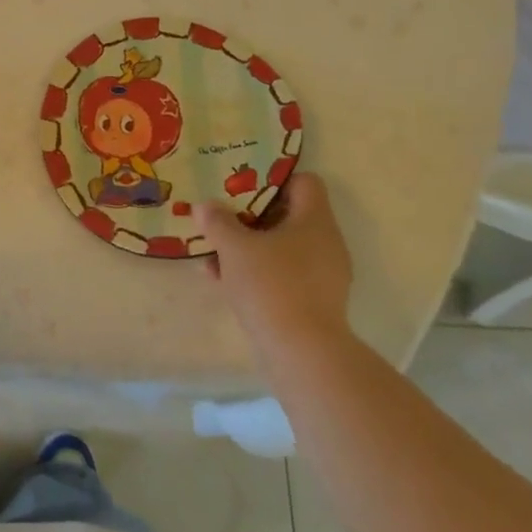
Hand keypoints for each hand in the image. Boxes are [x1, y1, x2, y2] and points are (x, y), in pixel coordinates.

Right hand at [197, 172, 354, 357]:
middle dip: (251, 216)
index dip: (273, 179)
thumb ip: (217, 221)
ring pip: (282, 247)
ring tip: (214, 252)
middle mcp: (326, 242)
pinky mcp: (315, 302)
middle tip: (221, 216)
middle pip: (289, 215)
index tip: (241, 185)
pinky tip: (223, 280)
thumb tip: (205, 205)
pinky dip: (257, 272)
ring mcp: (324, 275)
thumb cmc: (271, 285)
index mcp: (315, 220)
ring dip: (249, 246)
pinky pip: (283, 274)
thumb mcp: (234, 247)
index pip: (304, 182)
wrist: (302, 353)